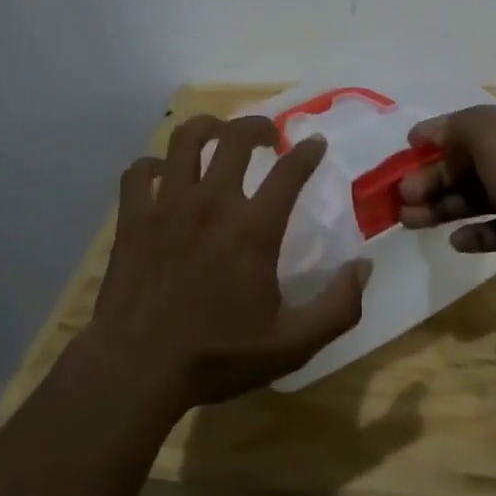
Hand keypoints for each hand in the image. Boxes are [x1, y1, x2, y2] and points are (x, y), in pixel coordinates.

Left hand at [87, 113, 369, 412]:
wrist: (137, 369)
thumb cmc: (217, 356)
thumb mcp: (292, 345)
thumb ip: (338, 307)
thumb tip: (363, 266)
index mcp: (253, 229)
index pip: (289, 171)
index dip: (308, 151)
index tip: (315, 142)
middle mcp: (211, 203)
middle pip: (236, 138)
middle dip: (258, 127)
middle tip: (268, 135)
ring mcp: (167, 206)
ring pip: (184, 140)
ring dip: (206, 127)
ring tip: (217, 134)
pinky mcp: (132, 218)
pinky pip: (140, 171)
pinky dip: (153, 164)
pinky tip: (163, 173)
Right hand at [398, 102, 495, 321]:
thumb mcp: (492, 136)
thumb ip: (457, 127)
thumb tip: (429, 133)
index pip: (475, 123)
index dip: (438, 134)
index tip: (406, 150)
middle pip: (473, 162)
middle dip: (434, 177)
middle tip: (401, 197)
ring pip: (481, 196)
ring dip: (445, 206)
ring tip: (410, 222)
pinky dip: (476, 233)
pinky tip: (457, 241)